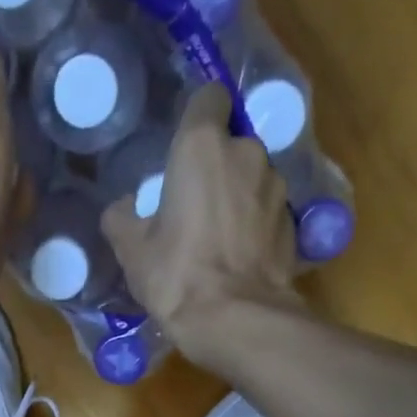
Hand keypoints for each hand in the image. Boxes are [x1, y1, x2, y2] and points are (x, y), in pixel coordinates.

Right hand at [102, 83, 302, 355]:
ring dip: (238, 196)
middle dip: (216, 166)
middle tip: (193, 204)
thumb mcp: (131, 250)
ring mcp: (277, 186)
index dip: (197, 116)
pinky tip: (239, 256)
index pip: (209, 97)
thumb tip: (124, 208)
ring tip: (218, 236)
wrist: (235, 320)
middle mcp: (247, 153)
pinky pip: (268, 211)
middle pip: (231, 143)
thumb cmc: (176, 276)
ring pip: (253, 177)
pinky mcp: (294, 221)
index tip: (183, 145)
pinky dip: (255, 225)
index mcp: (202, 147)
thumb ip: (122, 218)